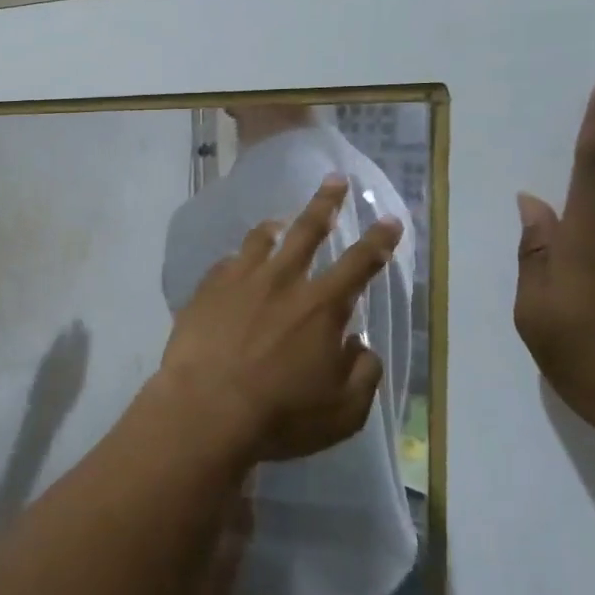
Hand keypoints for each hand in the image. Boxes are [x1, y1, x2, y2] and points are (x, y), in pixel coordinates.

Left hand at [158, 176, 402, 464]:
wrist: (205, 409)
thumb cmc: (280, 415)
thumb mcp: (343, 410)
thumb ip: (363, 374)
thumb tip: (360, 346)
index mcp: (322, 306)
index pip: (360, 263)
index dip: (378, 241)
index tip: (389, 220)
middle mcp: (282, 281)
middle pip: (309, 231)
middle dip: (327, 202)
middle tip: (335, 179)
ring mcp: (239, 281)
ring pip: (261, 240)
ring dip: (276, 226)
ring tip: (279, 221)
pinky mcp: (205, 290)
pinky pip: (225, 263)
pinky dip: (237, 260)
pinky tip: (235, 265)